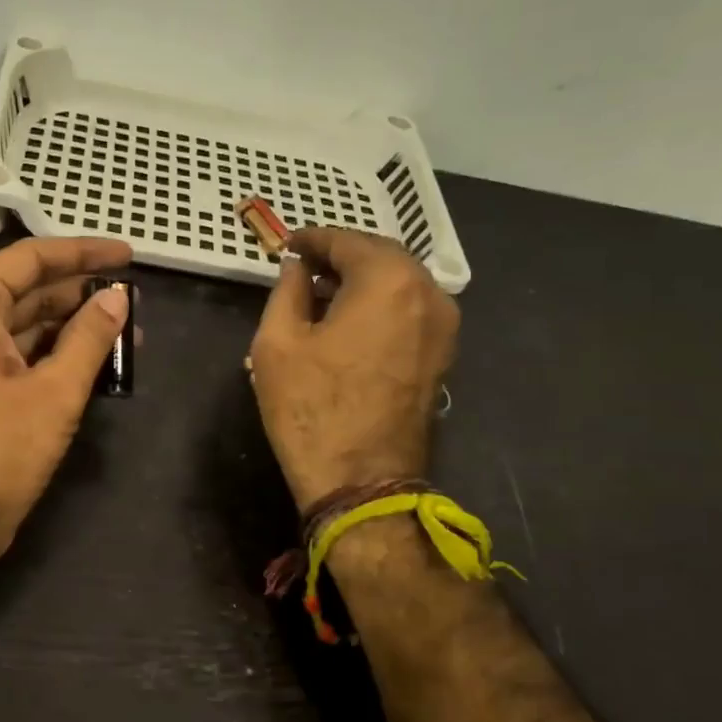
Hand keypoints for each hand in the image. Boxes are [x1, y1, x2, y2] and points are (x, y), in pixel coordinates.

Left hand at [0, 237, 132, 576]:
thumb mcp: (52, 393)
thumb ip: (89, 339)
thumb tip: (119, 297)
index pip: (30, 260)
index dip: (82, 252)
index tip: (128, 255)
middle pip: (30, 290)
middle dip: (83, 293)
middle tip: (135, 300)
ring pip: (30, 325)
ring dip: (76, 327)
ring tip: (129, 332)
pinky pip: (25, 356)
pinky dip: (60, 355)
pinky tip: (101, 363)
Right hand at [249, 228, 458, 508]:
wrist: (362, 482)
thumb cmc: (311, 409)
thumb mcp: (277, 343)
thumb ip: (287, 290)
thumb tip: (297, 267)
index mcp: (389, 282)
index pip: (348, 241)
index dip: (313, 240)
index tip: (287, 245)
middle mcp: (429, 294)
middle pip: (381, 257)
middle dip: (341, 256)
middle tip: (302, 266)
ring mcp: (443, 328)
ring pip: (399, 284)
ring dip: (361, 281)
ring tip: (320, 295)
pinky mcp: (442, 356)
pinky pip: (409, 311)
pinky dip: (379, 305)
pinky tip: (347, 321)